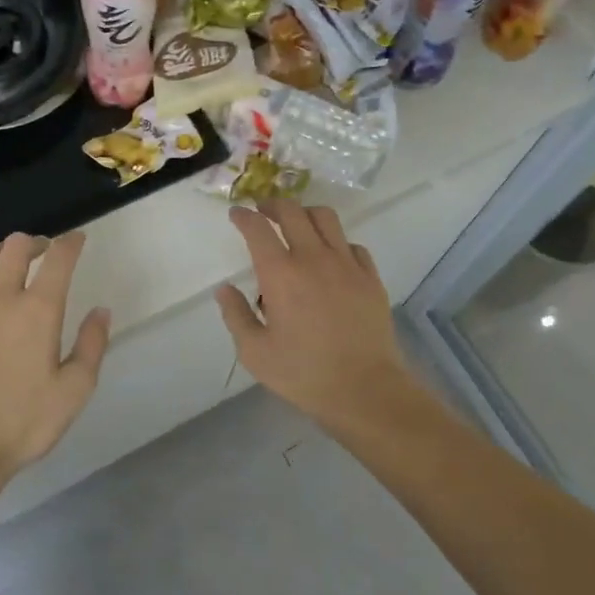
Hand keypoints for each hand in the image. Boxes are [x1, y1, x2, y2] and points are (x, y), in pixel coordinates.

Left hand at [0, 231, 109, 480]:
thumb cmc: (21, 423)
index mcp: (38, 310)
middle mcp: (0, 297)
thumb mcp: (73, 392)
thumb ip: (91, 345)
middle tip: (44, 254)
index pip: (59, 257)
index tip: (77, 240)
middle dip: (35, 242)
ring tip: (9, 270)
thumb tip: (101, 311)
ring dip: (1, 255)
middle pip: (16, 246)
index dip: (71, 242)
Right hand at [215, 200, 421, 426]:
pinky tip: (331, 256)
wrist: (365, 389)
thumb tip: (224, 290)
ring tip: (297, 223)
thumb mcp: (255, 353)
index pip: (257, 229)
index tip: (236, 214)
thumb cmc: (304, 374)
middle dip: (272, 205)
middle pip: (292, 212)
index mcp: (281, 274)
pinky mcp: (370, 276)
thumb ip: (236, 316)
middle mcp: (313, 258)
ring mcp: (346, 264)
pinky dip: (336, 242)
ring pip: (325, 218)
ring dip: (305, 213)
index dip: (243, 216)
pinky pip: (352, 244)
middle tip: (263, 211)